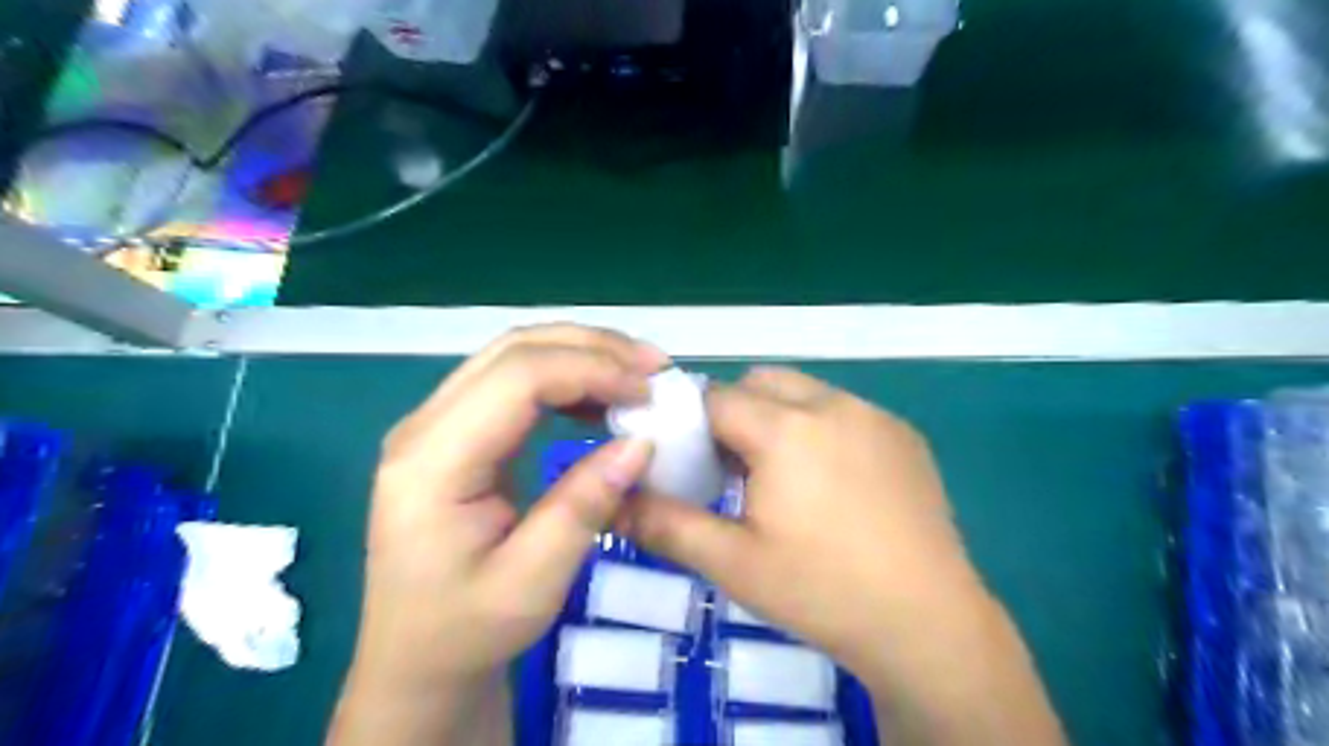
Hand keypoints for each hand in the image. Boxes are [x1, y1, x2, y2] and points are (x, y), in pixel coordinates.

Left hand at [334, 326, 665, 744]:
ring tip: (637, 374)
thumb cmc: (468, 630)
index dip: (590, 370)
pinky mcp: (456, 433)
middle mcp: (425, 426)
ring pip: (513, 355)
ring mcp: (436, 424)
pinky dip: (565, 377)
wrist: (416, 659)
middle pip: (513, 349)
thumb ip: (584, 507)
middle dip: (592, 347)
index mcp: (433, 461)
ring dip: (581, 353)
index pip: (517, 378)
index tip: (650, 393)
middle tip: (656, 367)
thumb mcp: (533, 583)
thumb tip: (642, 441)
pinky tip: (600, 397)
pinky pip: (513, 382)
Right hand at [619, 365, 972, 675]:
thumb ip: (664, 524)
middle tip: (736, 469)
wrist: (927, 623)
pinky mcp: (904, 433)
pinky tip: (834, 485)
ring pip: (805, 391)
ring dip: (780, 417)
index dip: (694, 423)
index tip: (692, 461)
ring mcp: (874, 415)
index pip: (716, 397)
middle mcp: (831, 404)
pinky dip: (822, 428)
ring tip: (785, 477)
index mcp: (784, 429)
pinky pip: (845, 410)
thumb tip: (612, 500)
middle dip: (736, 411)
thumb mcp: (731, 563)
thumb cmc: (821, 590)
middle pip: (761, 381)